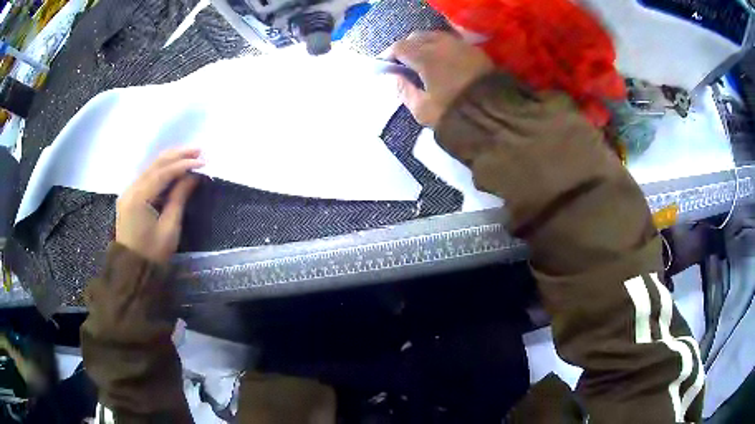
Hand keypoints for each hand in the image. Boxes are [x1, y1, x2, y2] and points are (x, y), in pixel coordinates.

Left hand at [115, 148, 204, 263]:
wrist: (132, 270)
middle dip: (178, 155)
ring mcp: (128, 191)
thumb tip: (193, 176)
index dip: (184, 164)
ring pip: (151, 168)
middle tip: (199, 150)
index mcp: (138, 198)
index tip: (203, 161)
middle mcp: (131, 189)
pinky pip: (147, 176)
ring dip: (171, 160)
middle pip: (155, 164)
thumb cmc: (153, 253)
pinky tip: (174, 167)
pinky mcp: (130, 196)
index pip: (163, 173)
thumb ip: (179, 198)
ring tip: (190, 154)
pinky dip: (162, 170)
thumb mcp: (169, 227)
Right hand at [387, 31, 493, 126]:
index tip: (386, 66)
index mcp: (425, 57)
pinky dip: (441, 47)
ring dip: (424, 44)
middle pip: (416, 37)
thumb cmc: (454, 113)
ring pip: (434, 36)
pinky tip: (442, 60)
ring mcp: (460, 45)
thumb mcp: (422, 110)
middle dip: (406, 47)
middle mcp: (441, 44)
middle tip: (403, 62)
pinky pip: (451, 41)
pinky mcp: (475, 50)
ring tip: (422, 59)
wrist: (494, 115)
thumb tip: (394, 77)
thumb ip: (403, 91)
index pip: (399, 47)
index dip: (389, 55)